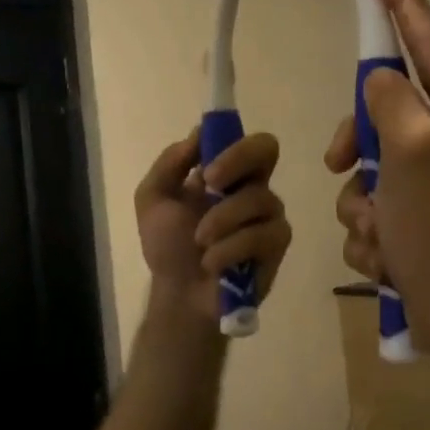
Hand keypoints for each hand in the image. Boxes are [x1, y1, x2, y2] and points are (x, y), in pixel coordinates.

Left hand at [135, 129, 291, 322]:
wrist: (179, 296)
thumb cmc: (168, 247)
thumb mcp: (153, 199)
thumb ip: (170, 163)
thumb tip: (198, 133)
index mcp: (224, 173)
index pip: (241, 138)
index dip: (229, 140)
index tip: (204, 162)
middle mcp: (251, 186)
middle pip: (267, 149)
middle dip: (237, 160)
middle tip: (211, 183)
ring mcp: (268, 215)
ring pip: (259, 198)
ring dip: (222, 219)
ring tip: (200, 242)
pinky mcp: (276, 244)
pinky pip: (262, 234)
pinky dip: (231, 248)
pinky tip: (213, 263)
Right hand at [324, 0, 429, 366]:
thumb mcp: (412, 153)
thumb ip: (391, 101)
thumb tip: (381, 80)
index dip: (402, 6)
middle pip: (387, 112)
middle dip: (357, 144)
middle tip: (342, 163)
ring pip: (371, 167)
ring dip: (362, 202)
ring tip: (379, 233)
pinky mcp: (421, 220)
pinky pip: (375, 207)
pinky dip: (371, 231)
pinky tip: (386, 256)